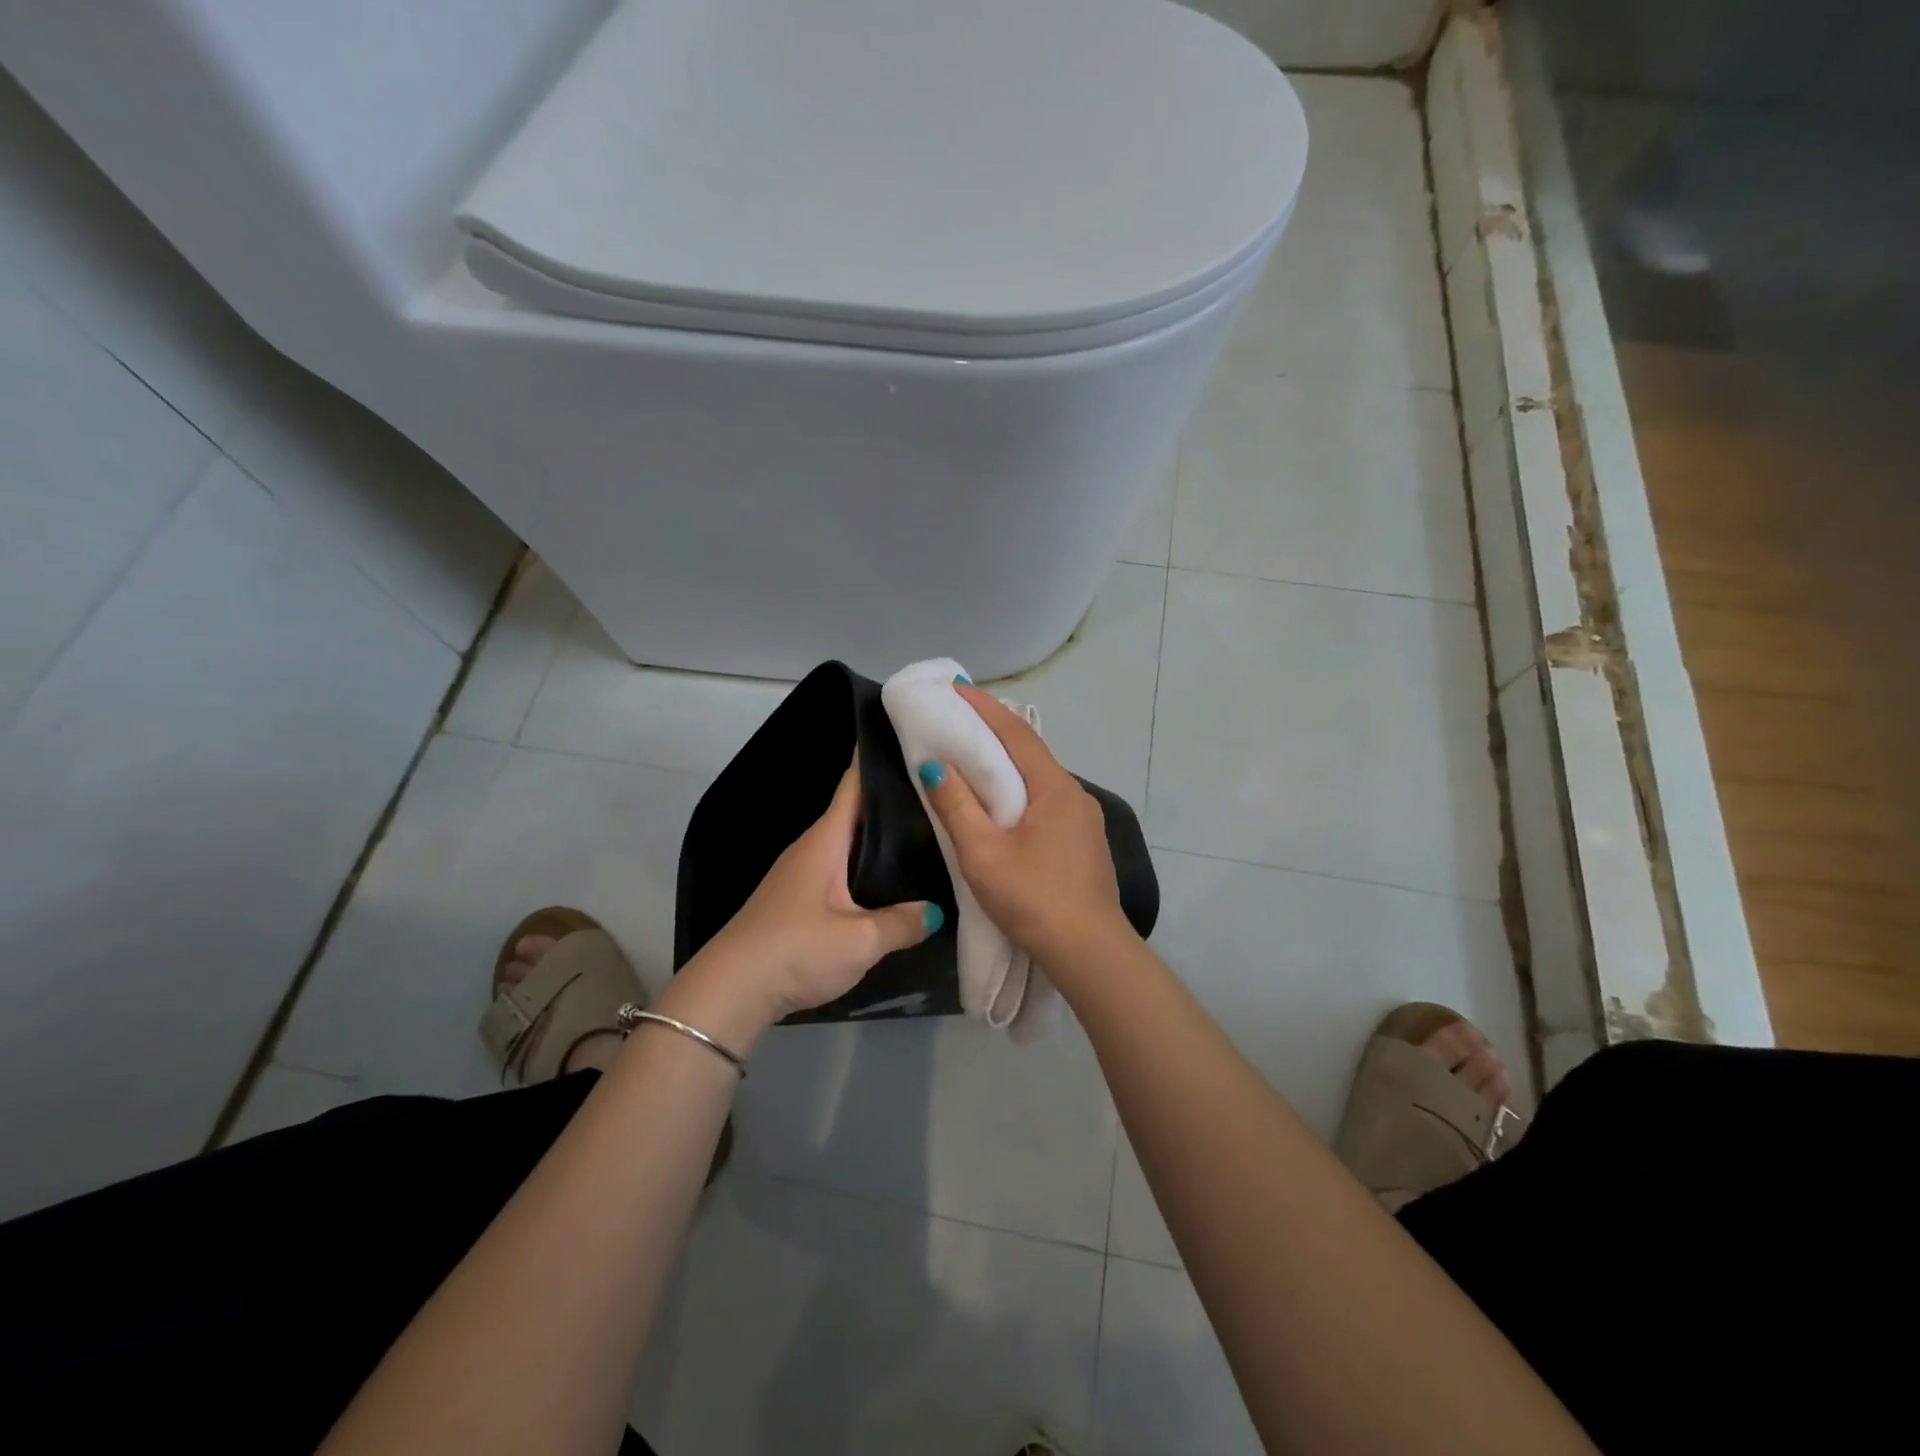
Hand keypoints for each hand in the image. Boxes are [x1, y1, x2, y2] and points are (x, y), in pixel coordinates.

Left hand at [686, 761, 938, 1031]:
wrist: (731, 991)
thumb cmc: (795, 949)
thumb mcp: (859, 941)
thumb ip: (902, 923)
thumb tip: (936, 910)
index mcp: (825, 841)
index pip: (854, 785)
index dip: (878, 758)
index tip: (911, 737)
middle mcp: (812, 848)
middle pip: (857, 812)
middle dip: (893, 798)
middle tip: (939, 790)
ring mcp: (803, 873)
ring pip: (851, 842)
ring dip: (882, 835)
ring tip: (926, 831)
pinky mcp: (799, 900)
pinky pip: (843, 868)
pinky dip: (868, 864)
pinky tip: (892, 878)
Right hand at [919, 686, 1133, 969]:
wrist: (1090, 951)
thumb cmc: (1033, 899)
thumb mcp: (984, 855)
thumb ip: (957, 807)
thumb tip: (934, 765)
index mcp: (1053, 788)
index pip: (1016, 733)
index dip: (985, 708)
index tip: (956, 687)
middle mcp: (1074, 793)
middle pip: (1031, 751)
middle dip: (995, 730)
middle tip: (959, 719)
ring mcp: (1085, 818)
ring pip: (1041, 777)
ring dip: (1010, 762)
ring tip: (976, 757)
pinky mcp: (1085, 840)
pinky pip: (1049, 799)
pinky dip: (1022, 788)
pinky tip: (1007, 804)